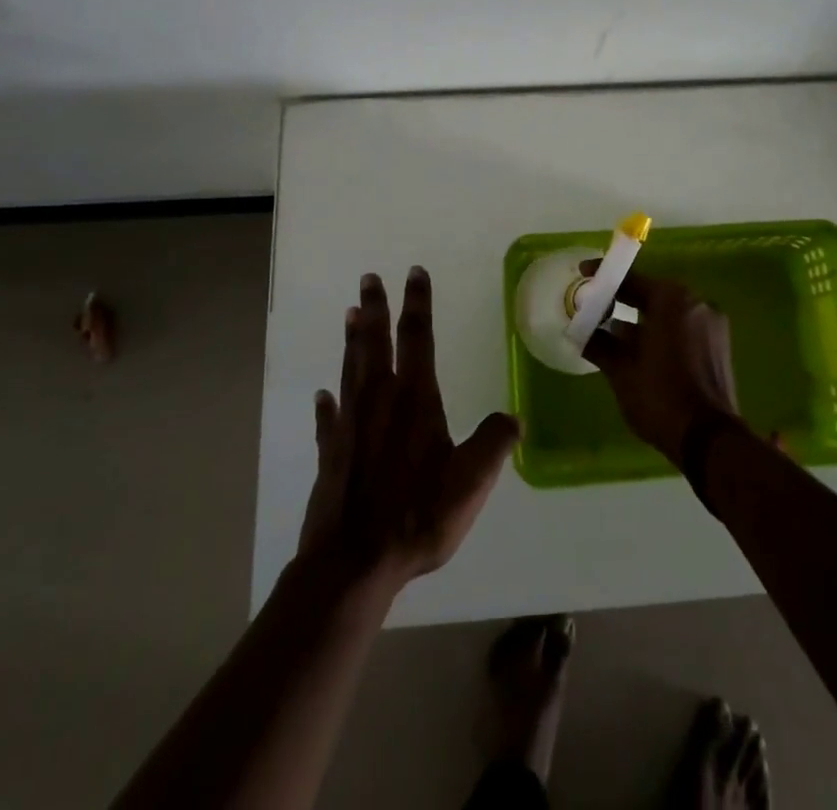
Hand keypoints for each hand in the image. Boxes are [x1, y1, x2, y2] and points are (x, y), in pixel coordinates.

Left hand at [299, 268, 521, 589]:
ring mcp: (350, 426)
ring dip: (352, 341)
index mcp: (415, 399)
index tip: (414, 273)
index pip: (418, 337)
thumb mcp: (472, 481)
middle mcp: (379, 401)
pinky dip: (326, 404)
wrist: (353, 563)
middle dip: (376, 308)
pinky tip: (322, 395)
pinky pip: (328, 419)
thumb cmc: (417, 516)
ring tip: (350, 314)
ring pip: (351, 370)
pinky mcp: (330, 454)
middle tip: (368, 278)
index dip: (418, 303)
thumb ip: (494, 443)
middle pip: (376, 343)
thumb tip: (514, 418)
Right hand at [579, 262, 739, 467]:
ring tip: (613, 333)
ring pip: (668, 312)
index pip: (632, 279)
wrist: (710, 440)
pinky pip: (683, 327)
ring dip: (642, 319)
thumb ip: (600, 344)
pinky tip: (640, 350)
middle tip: (595, 307)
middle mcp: (696, 302)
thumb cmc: (660, 397)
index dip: (604, 277)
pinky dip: (661, 332)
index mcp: (672, 299)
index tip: (584, 274)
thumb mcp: (621, 371)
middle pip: (652, 294)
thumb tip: (582, 332)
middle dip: (623, 300)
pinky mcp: (719, 344)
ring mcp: (711, 323)